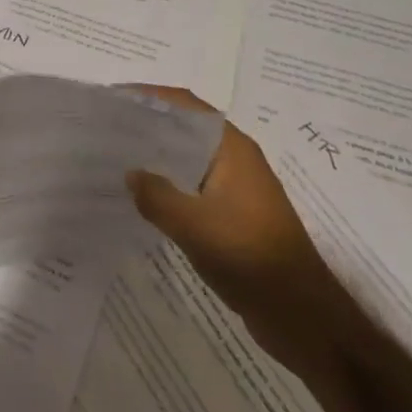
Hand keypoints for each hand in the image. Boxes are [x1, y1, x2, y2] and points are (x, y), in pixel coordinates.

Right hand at [124, 85, 332, 335]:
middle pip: (187, 127)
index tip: (115, 98)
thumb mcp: (194, 226)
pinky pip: (195, 186)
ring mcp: (238, 187)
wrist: (302, 315)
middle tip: (109, 128)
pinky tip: (145, 199)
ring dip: (159, 157)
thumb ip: (157, 196)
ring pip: (190, 159)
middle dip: (150, 125)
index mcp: (231, 147)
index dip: (150, 96)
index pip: (185, 104)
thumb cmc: (249, 256)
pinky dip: (170, 184)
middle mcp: (236, 158)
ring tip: (118, 159)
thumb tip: (131, 174)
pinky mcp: (236, 214)